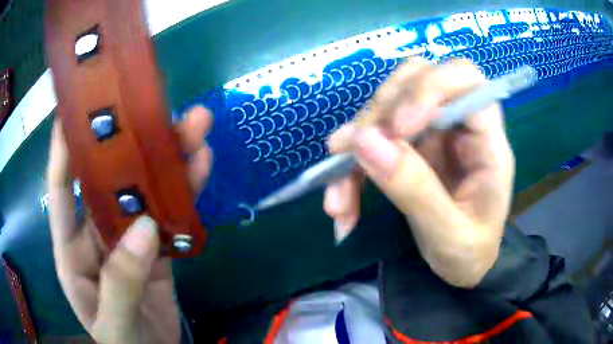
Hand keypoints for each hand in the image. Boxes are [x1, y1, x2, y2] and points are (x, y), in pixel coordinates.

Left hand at [46, 106, 212, 342]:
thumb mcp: (114, 322)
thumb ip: (120, 282)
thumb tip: (143, 229)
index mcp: (72, 250)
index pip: (61, 190)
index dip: (64, 148)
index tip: (77, 107)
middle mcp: (95, 234)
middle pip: (110, 181)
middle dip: (130, 144)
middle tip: (156, 109)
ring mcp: (127, 240)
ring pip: (145, 192)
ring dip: (167, 160)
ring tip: (194, 129)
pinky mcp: (155, 250)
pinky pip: (169, 216)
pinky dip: (184, 193)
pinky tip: (200, 168)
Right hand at [324, 58, 514, 287]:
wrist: (463, 265)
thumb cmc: (469, 253)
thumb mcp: (448, 235)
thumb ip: (414, 190)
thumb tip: (363, 141)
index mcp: (488, 142)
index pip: (465, 79)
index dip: (428, 89)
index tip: (398, 129)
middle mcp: (460, 125)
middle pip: (418, 78)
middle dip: (383, 110)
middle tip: (358, 152)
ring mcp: (433, 132)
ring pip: (389, 102)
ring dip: (358, 141)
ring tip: (339, 196)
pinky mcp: (410, 146)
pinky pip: (373, 137)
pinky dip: (352, 166)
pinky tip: (341, 204)